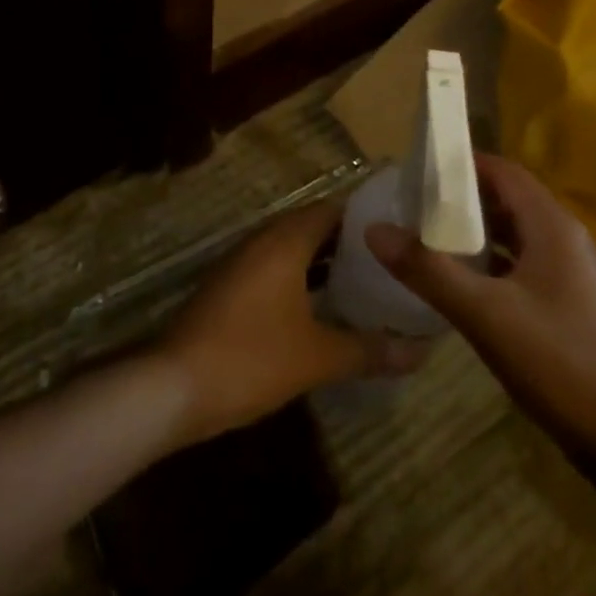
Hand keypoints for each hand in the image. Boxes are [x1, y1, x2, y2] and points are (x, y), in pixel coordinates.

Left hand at [157, 200, 426, 446]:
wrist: (175, 385)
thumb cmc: (251, 357)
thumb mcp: (317, 357)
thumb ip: (368, 350)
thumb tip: (420, 352)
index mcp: (284, 241)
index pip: (332, 210)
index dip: (365, 218)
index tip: (398, 231)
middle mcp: (262, 241)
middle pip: (312, 227)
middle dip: (349, 242)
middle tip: (390, 260)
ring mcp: (242, 263)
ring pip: (292, 250)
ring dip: (324, 262)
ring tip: (366, 282)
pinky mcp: (230, 288)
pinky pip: (275, 269)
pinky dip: (301, 279)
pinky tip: (323, 308)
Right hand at [366, 154, 595, 477]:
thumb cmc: (561, 364)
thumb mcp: (485, 315)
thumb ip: (428, 271)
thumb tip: (374, 229)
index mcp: (552, 227)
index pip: (503, 171)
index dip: (461, 165)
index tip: (417, 170)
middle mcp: (566, 239)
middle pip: (508, 200)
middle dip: (461, 200)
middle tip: (414, 206)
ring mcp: (572, 274)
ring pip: (515, 235)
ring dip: (475, 233)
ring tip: (428, 240)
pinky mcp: (571, 305)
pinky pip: (524, 266)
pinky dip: (492, 263)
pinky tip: (463, 284)